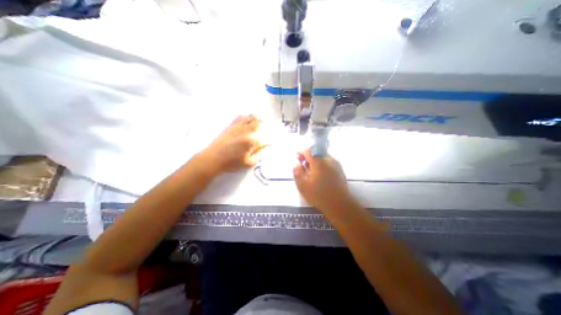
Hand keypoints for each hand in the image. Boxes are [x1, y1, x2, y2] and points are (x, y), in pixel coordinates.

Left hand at [200, 114, 264, 173]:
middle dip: (261, 124)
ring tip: (257, 119)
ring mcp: (236, 127)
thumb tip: (265, 149)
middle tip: (263, 126)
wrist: (213, 159)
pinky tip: (245, 118)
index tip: (266, 144)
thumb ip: (259, 155)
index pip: (262, 137)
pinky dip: (244, 117)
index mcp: (250, 141)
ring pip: (248, 117)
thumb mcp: (248, 163)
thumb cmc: (231, 162)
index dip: (265, 140)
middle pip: (256, 122)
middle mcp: (244, 131)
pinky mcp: (229, 127)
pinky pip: (239, 118)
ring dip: (254, 118)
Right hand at [294, 150, 354, 213]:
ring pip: (323, 157)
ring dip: (315, 161)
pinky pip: (328, 162)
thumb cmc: (319, 195)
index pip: (309, 150)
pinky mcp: (340, 169)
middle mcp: (329, 160)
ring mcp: (336, 164)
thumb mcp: (303, 185)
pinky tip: (319, 175)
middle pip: (316, 152)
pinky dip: (321, 165)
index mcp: (319, 162)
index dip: (301, 152)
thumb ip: (297, 172)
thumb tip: (297, 163)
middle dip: (308, 157)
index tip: (297, 157)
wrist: (340, 205)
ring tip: (311, 172)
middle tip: (303, 165)